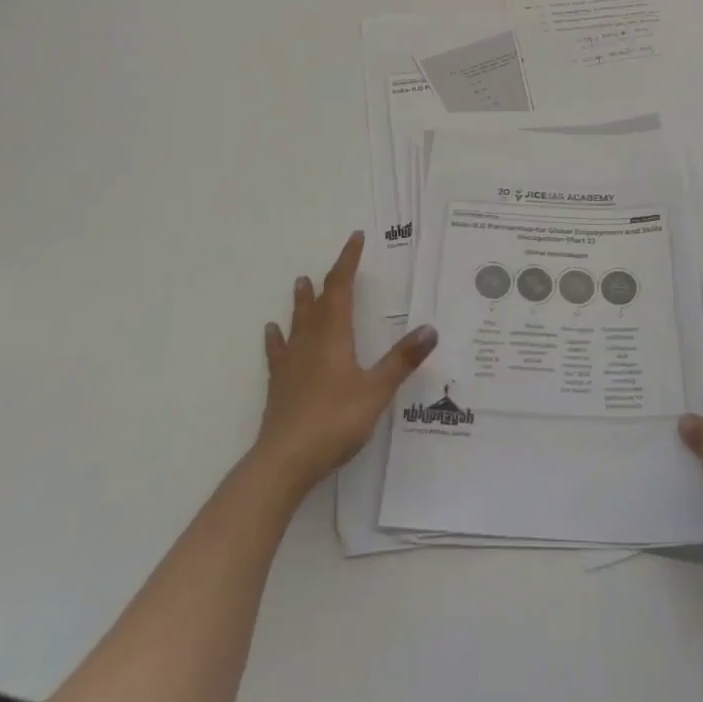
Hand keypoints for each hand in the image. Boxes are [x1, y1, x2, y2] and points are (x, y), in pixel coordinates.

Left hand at [255, 231, 436, 496]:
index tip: (355, 239)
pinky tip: (272, 331)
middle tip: (338, 262)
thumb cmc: (334, 422)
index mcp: (334, 336)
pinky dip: (277, 337)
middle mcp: (310, 341)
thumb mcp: (376, 391)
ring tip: (301, 282)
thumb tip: (430, 328)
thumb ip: (402, 360)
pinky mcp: (279, 384)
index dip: (348, 261)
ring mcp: (291, 363)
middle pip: (319, 301)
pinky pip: (278, 351)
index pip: (341, 287)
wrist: (283, 462)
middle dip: (330, 279)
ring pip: (297, 321)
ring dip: (302, 301)